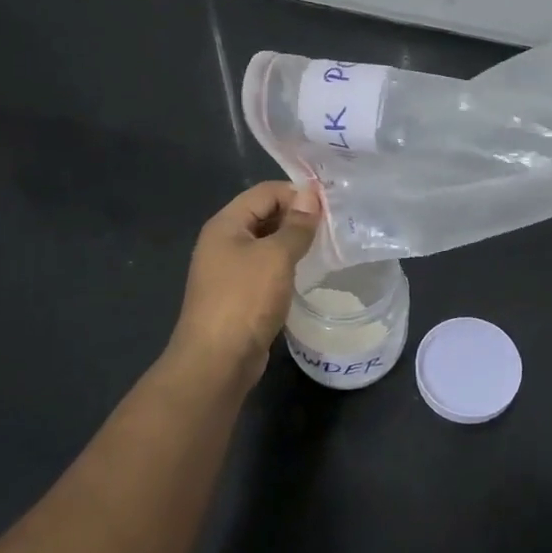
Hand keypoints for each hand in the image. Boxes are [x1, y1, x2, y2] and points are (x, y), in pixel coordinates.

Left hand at [165, 181, 319, 387]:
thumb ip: (296, 226)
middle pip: (264, 215)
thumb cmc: (245, 299)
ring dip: (294, 242)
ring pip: (267, 244)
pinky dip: (286, 266)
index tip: (330, 204)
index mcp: (225, 224)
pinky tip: (308, 273)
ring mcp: (229, 270)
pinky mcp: (239, 295)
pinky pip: (266, 269)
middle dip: (297, 216)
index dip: (296, 192)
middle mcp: (223, 242)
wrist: (217, 360)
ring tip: (328, 245)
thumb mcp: (276, 257)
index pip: (264, 192)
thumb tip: (310, 195)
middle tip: (334, 224)